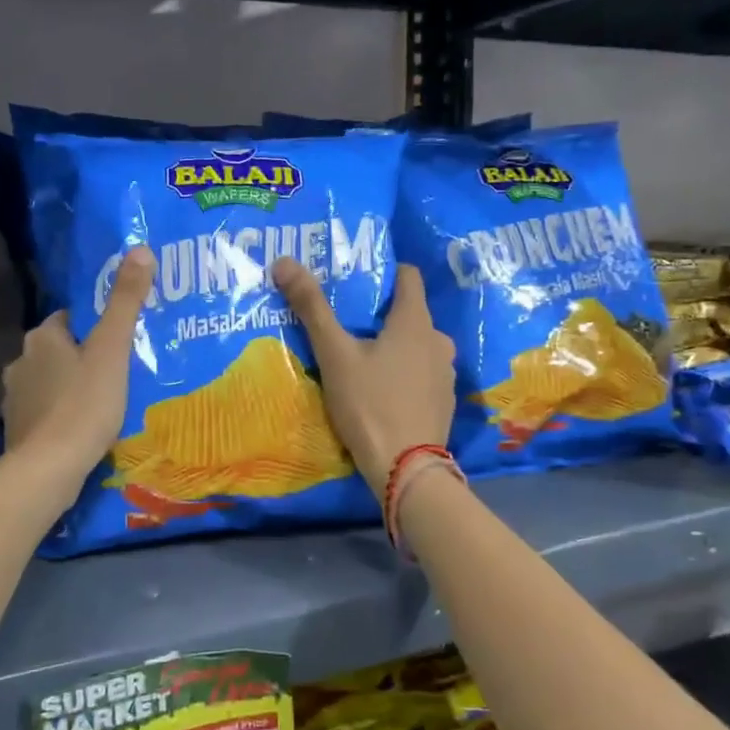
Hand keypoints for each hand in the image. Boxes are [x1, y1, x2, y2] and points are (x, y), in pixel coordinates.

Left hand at [2, 245, 155, 481]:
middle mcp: (21, 361)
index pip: (68, 317)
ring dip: (70, 384)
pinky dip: (61, 412)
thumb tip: (140, 248)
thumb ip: (125, 301)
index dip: (93, 324)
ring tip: (104, 398)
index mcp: (42, 337)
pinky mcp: (17, 428)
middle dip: (82, 355)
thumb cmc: (85, 403)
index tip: (117, 336)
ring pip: (49, 380)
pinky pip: (45, 410)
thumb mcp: (112, 349)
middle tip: (118, 367)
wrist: (49, 467)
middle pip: (57, 349)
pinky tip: (83, 426)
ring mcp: (15, 397)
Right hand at [271, 258, 454, 491]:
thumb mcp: (334, 355)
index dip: (384, 272)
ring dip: (393, 346)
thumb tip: (284, 261)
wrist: (405, 468)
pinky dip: (403, 373)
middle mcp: (439, 340)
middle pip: (409, 313)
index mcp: (415, 321)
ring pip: (416, 345)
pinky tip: (381, 390)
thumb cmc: (369, 403)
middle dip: (380, 314)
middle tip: (347, 323)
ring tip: (361, 358)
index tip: (356, 280)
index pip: (408, 276)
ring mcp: (445, 373)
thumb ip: (312, 308)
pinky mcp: (443, 400)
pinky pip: (422, 373)